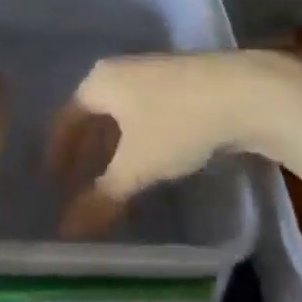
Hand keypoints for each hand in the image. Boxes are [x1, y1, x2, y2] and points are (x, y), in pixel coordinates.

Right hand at [52, 51, 279, 237]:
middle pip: (95, 113)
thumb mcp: (136, 166)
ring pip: (125, 114)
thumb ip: (101, 198)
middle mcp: (123, 70)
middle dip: (88, 150)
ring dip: (116, 147)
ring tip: (117, 179)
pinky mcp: (186, 83)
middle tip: (82, 184)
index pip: (67, 117)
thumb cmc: (177, 123)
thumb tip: (67, 231)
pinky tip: (154, 162)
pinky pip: (149, 113)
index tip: (55, 181)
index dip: (59, 151)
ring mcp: (156, 73)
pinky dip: (142, 139)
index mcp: (100, 81)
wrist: (246, 91)